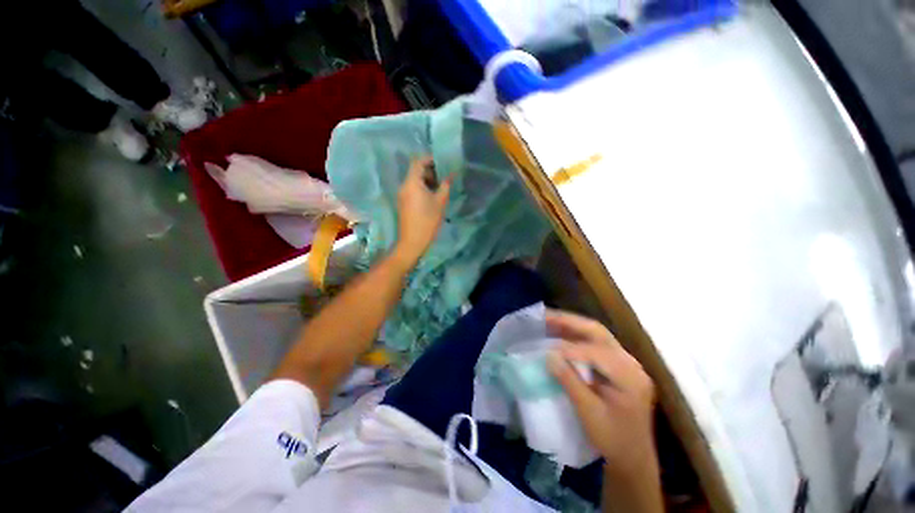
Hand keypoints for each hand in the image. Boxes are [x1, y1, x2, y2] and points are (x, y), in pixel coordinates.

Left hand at [394, 156, 451, 264]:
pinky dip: (422, 188)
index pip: (418, 162)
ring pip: (414, 180)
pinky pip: (413, 189)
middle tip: (444, 175)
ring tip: (441, 186)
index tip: (442, 161)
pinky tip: (433, 196)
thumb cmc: (427, 220)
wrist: (412, 241)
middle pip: (415, 170)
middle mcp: (404, 185)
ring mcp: (402, 195)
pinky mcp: (403, 202)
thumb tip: (451, 174)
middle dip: (430, 170)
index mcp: (412, 182)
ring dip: (427, 180)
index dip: (430, 159)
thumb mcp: (440, 202)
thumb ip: (445, 185)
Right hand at [546, 310, 656, 475]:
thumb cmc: (613, 440)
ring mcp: (626, 364)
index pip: (596, 352)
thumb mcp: (589, 413)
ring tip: (549, 320)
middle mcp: (630, 364)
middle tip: (545, 316)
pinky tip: (561, 336)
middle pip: (598, 333)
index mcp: (629, 376)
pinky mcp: (619, 367)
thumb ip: (570, 381)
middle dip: (570, 322)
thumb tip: (549, 355)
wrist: (634, 459)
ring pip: (597, 335)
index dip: (569, 349)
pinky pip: (596, 345)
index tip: (546, 349)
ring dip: (572, 326)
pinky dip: (577, 338)